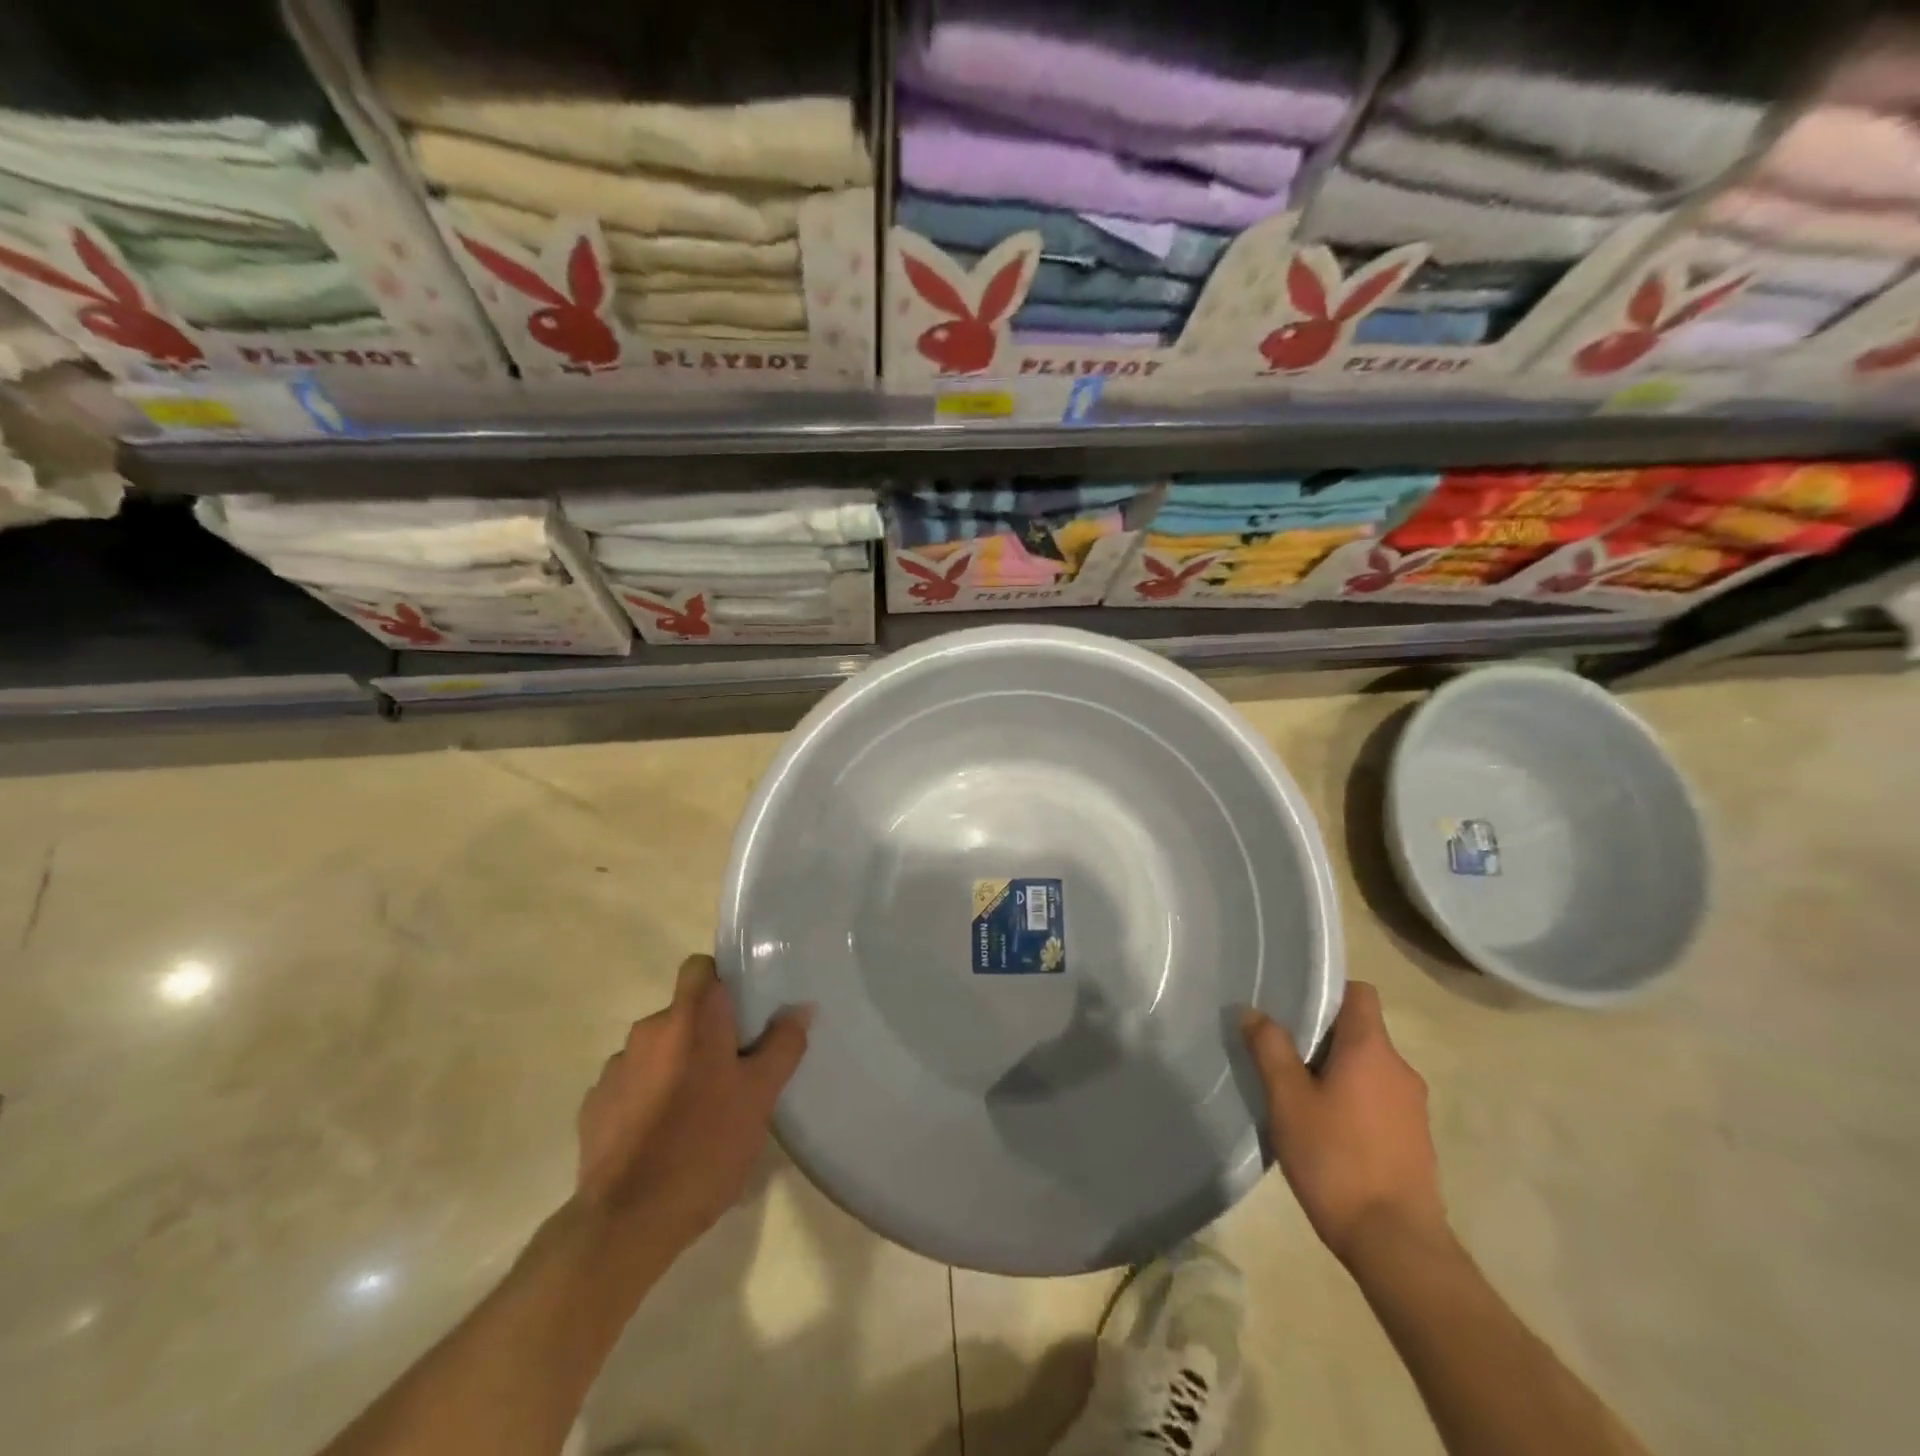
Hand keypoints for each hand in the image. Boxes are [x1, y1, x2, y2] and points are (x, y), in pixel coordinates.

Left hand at [576, 954, 810, 1258]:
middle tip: (731, 1072)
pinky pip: (630, 1085)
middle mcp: (648, 1031)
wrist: (627, 1221)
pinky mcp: (593, 1106)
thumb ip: (783, 1045)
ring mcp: (615, 1068)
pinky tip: (660, 1136)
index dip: (720, 981)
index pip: (700, 967)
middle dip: (703, 1033)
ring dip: (674, 1066)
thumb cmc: (705, 1146)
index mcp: (691, 1019)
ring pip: (656, 1050)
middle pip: (682, 1012)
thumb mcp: (760, 1097)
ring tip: (696, 1110)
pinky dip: (646, 1097)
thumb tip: (801, 1007)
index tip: (741, 1012)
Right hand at [1241, 983, 1446, 1265]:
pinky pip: (1378, 1100)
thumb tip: (1253, 1011)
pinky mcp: (1415, 1141)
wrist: (1397, 1245)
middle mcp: (1400, 1070)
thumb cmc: (1337, 1159)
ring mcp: (1413, 1108)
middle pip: (1360, 1031)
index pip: (1359, 993)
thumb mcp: (1288, 1100)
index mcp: (1372, 1049)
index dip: (1328, 991)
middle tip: (1282, 1053)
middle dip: (1322, 1037)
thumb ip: (1270, 1049)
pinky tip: (1325, 1131)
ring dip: (1336, 1072)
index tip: (1293, 1006)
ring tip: (1298, 1095)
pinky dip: (1353, 1102)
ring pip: (1368, 1068)